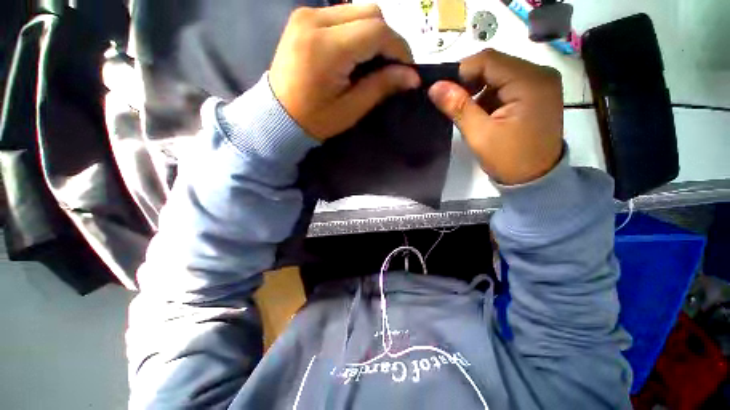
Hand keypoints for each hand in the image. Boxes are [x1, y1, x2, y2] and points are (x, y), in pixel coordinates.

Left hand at [269, 5, 420, 140]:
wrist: (278, 115)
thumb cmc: (315, 119)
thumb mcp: (350, 109)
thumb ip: (380, 87)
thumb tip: (411, 77)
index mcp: (326, 48)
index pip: (376, 31)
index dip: (399, 48)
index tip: (407, 69)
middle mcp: (315, 20)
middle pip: (370, 12)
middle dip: (388, 39)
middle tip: (391, 66)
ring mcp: (306, 15)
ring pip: (357, 9)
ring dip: (373, 33)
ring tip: (373, 60)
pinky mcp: (303, 17)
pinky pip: (342, 14)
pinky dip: (356, 30)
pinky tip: (355, 52)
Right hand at [428, 50, 563, 184]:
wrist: (535, 179)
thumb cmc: (509, 159)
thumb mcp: (479, 134)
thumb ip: (458, 107)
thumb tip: (435, 87)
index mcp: (530, 81)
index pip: (488, 59)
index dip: (461, 71)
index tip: (443, 90)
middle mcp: (540, 74)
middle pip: (495, 65)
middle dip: (470, 82)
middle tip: (452, 102)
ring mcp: (541, 83)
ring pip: (499, 74)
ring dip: (479, 90)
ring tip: (468, 112)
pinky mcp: (537, 93)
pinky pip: (507, 85)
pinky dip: (490, 95)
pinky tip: (483, 113)